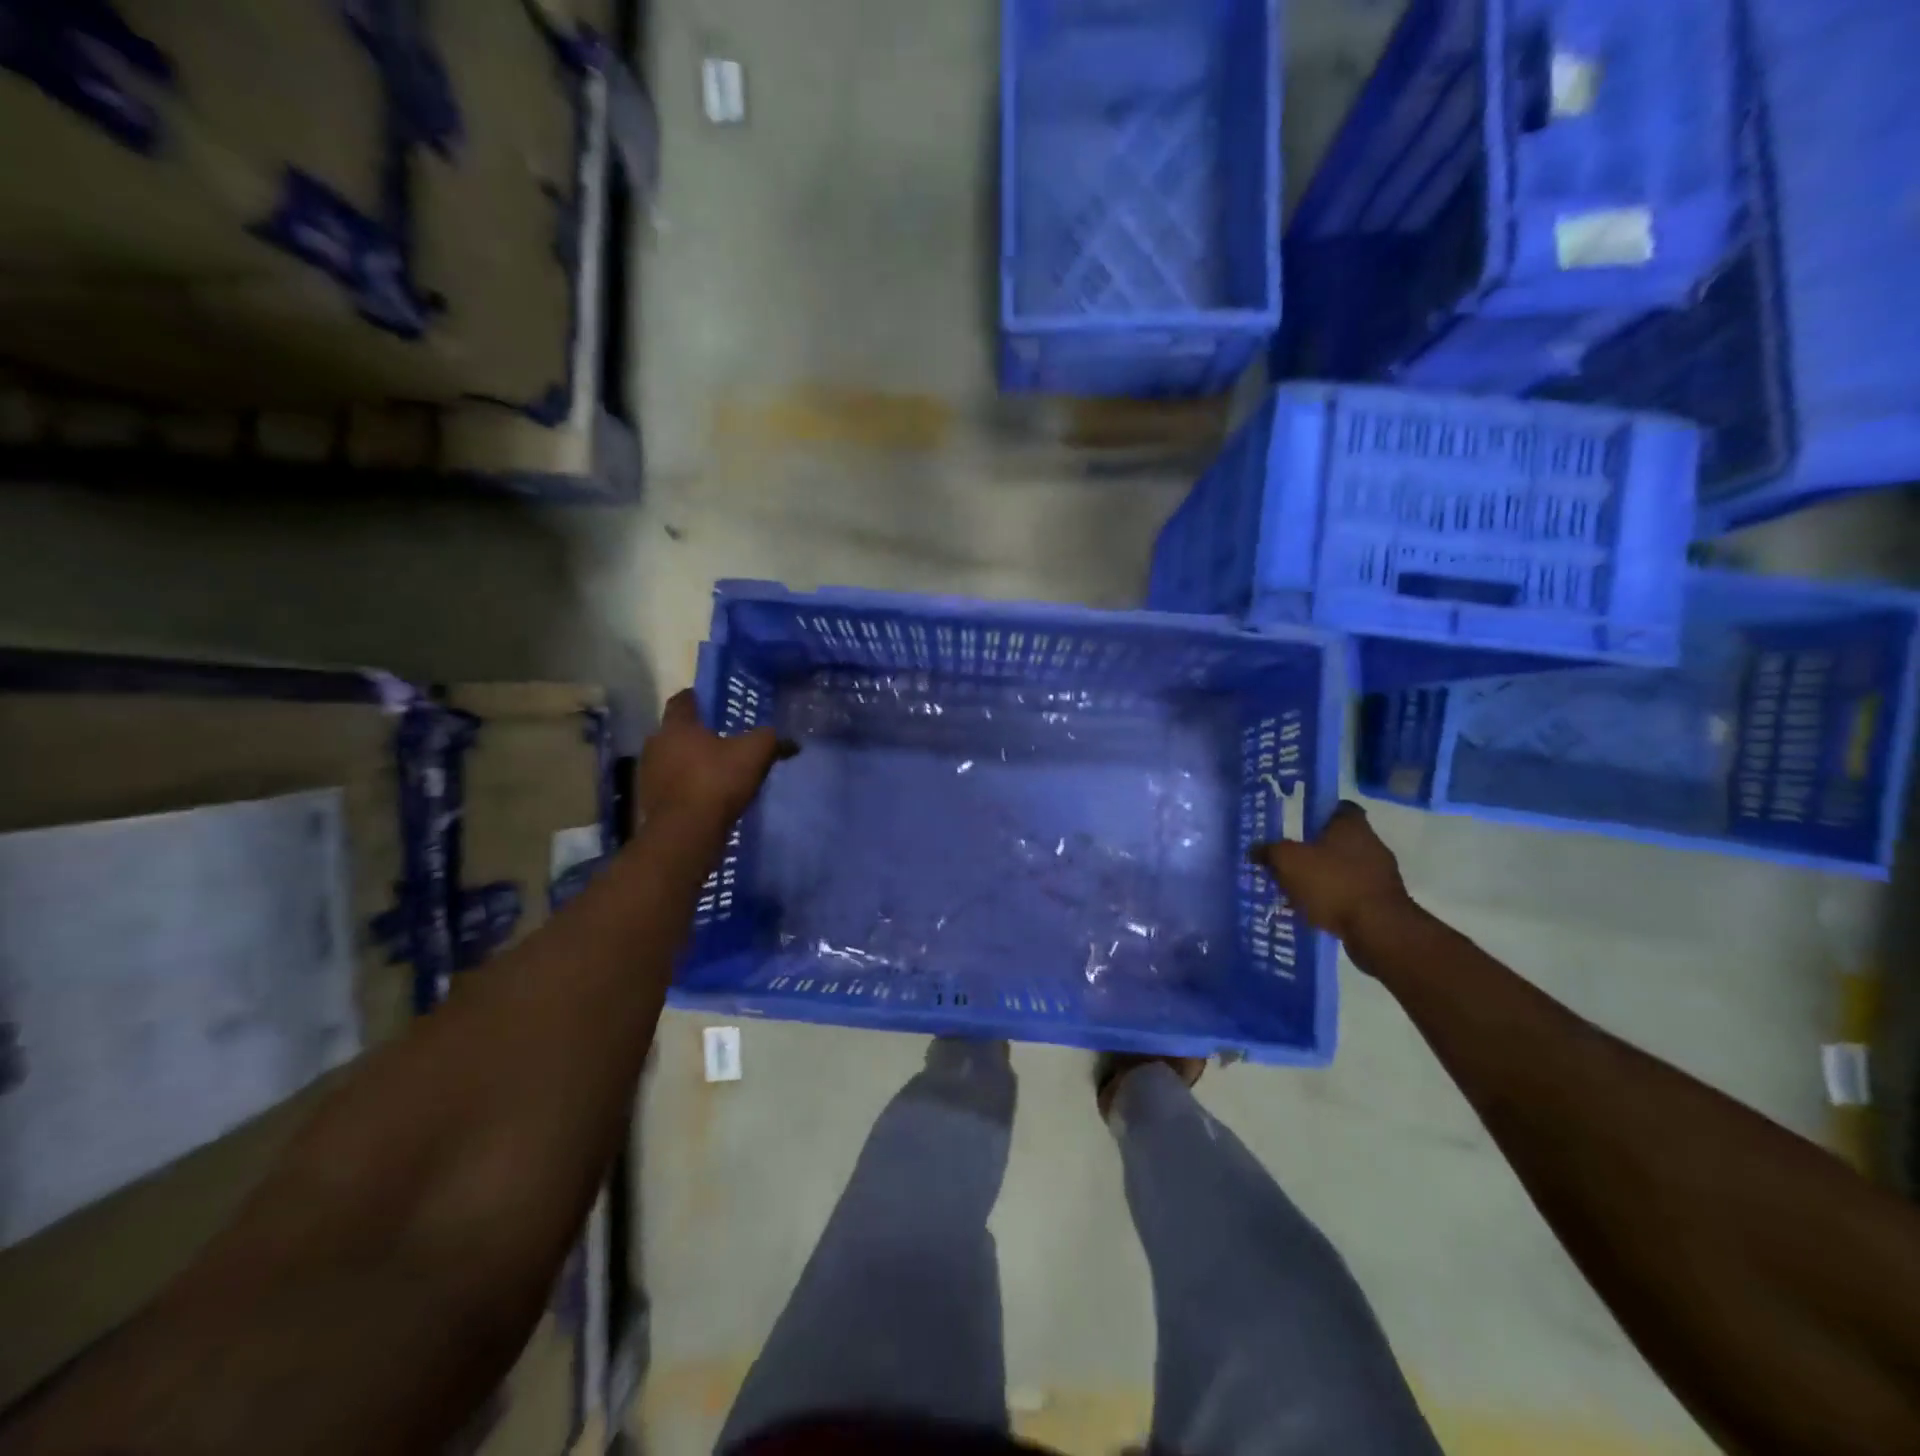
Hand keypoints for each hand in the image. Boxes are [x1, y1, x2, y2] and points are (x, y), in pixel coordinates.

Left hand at [637, 690, 791, 828]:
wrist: (686, 832)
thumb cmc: (717, 781)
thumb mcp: (755, 753)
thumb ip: (771, 740)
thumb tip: (791, 741)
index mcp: (677, 725)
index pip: (683, 700)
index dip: (699, 698)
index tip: (714, 703)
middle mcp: (656, 744)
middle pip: (676, 731)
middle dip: (696, 734)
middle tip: (722, 740)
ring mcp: (648, 774)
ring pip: (671, 759)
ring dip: (689, 762)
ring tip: (715, 770)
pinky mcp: (649, 801)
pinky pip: (670, 786)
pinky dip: (685, 786)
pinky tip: (705, 796)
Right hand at [1255, 801, 1410, 944]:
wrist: (1377, 930)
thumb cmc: (1332, 883)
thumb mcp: (1288, 861)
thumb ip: (1270, 851)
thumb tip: (1255, 849)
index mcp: (1351, 825)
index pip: (1338, 806)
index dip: (1318, 812)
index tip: (1298, 823)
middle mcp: (1371, 844)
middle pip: (1339, 840)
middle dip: (1315, 849)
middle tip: (1288, 858)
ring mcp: (1381, 874)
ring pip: (1345, 868)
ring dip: (1324, 876)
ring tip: (1296, 888)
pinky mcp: (1383, 902)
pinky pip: (1351, 893)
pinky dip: (1334, 899)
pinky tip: (1314, 910)